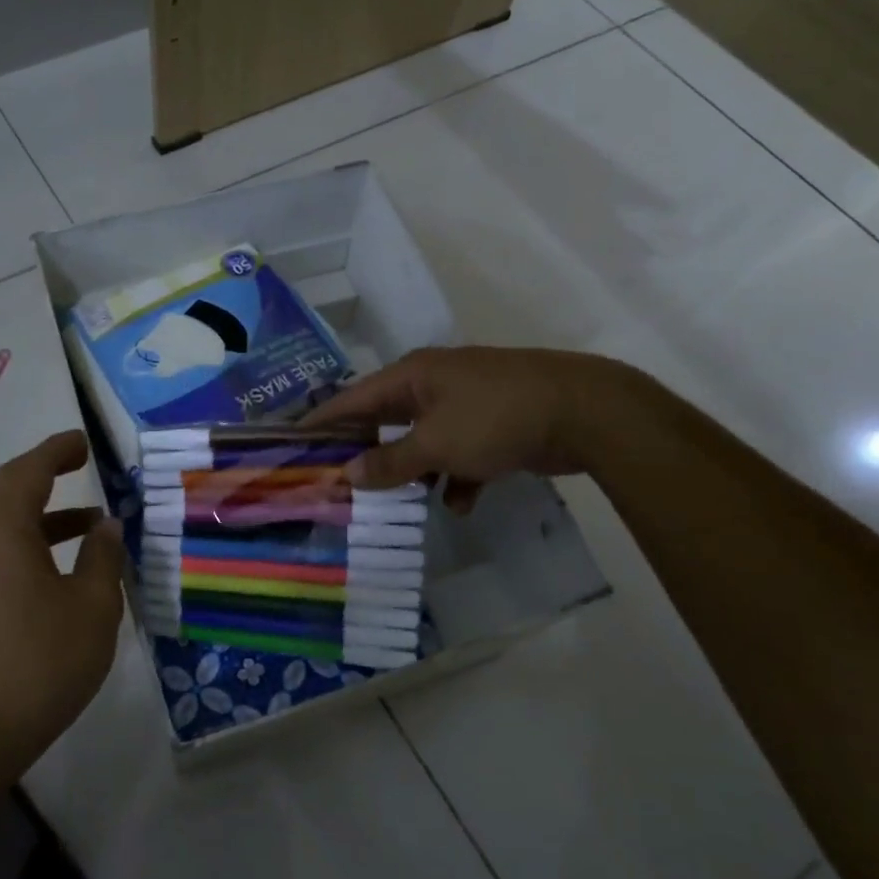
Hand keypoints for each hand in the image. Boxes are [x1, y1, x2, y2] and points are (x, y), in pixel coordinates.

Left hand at [0, 431, 124, 786]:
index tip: (82, 440)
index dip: (55, 450)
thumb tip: (106, 526)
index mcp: (2, 532)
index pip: (27, 472)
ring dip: (44, 513)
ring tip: (91, 522)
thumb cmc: (40, 662)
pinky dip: (33, 543)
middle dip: (45, 473)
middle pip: (7, 491)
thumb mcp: (92, 607)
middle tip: (81, 463)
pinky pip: (0, 552)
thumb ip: (103, 558)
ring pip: (4, 525)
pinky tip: (67, 569)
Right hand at [303, 347, 651, 509]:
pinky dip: (455, 476)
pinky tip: (458, 502)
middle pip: (386, 419)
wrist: (585, 412)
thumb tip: (346, 474)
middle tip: (339, 482)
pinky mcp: (494, 426)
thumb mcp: (435, 443)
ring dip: (412, 470)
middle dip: (366, 452)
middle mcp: (434, 384)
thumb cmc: (496, 418)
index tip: (293, 443)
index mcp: (413, 376)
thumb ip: (389, 462)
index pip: (353, 398)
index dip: (322, 421)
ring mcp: (466, 404)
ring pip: (423, 441)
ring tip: (393, 503)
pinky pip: (459, 454)